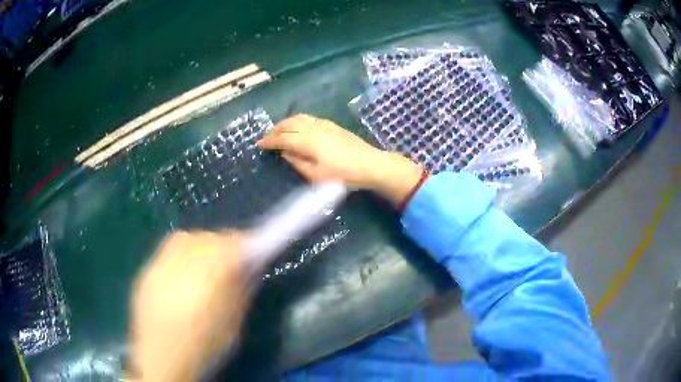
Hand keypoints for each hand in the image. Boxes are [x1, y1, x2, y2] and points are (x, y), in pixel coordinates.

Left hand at [130, 231, 248, 381]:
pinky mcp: (146, 271)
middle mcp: (181, 266)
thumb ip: (241, 291)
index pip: (231, 246)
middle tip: (231, 258)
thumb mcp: (232, 324)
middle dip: (223, 244)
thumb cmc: (204, 347)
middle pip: (207, 239)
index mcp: (207, 281)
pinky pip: (167, 249)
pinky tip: (185, 269)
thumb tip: (252, 266)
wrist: (162, 360)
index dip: (245, 243)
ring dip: (201, 244)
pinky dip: (182, 251)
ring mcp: (159, 266)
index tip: (255, 249)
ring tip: (207, 261)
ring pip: (186, 238)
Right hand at [258, 114, 422, 205]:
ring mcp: (323, 124)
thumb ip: (297, 163)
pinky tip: (298, 128)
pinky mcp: (332, 124)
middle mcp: (313, 128)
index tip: (258, 144)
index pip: (282, 138)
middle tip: (266, 138)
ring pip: (298, 118)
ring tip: (279, 131)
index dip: (268, 141)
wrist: (370, 164)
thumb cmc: (343, 174)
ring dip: (285, 123)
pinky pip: (308, 118)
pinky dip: (297, 121)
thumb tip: (284, 153)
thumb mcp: (317, 176)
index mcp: (307, 141)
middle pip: (288, 124)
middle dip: (275, 130)